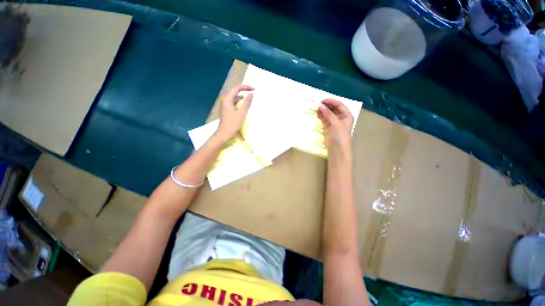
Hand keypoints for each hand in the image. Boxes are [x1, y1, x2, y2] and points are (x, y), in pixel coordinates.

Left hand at [214, 84, 253, 142]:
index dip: (246, 87)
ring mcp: (225, 105)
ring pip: (235, 98)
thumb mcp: (242, 113)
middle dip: (244, 91)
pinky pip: (234, 103)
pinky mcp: (226, 110)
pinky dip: (240, 103)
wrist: (224, 134)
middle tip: (253, 93)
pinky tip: (245, 106)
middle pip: (235, 92)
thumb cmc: (233, 124)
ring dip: (242, 98)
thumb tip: (251, 94)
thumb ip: (247, 102)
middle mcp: (225, 100)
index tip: (254, 89)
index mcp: (227, 99)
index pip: (237, 88)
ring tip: (250, 99)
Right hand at [317, 98, 353, 155]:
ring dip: (323, 110)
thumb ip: (329, 114)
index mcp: (346, 115)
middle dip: (326, 105)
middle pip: (333, 108)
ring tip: (316, 108)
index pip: (339, 105)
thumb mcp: (336, 124)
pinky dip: (321, 116)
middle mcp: (341, 117)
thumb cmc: (340, 136)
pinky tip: (316, 113)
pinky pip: (324, 119)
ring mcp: (334, 122)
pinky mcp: (328, 127)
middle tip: (317, 104)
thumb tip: (321, 106)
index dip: (331, 101)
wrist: (337, 149)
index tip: (322, 100)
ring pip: (328, 113)